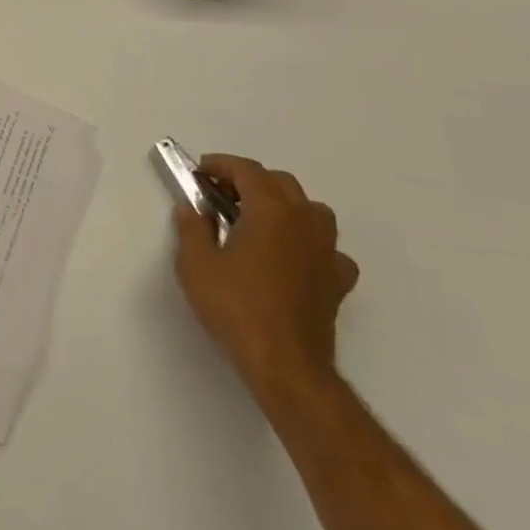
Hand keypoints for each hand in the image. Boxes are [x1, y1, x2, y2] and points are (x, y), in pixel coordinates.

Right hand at [172, 154, 358, 397]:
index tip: (200, 173)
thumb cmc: (236, 307)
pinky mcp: (337, 282)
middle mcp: (304, 221)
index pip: (247, 170)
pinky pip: (328, 249)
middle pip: (281, 183)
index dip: (221, 165)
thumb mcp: (195, 264)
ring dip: (284, 206)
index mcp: (270, 210)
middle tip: (222, 196)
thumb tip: (192, 209)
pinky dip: (310, 244)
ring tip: (259, 222)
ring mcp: (326, 252)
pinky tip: (293, 258)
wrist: (285, 365)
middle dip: (250, 181)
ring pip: (311, 210)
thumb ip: (191, 228)